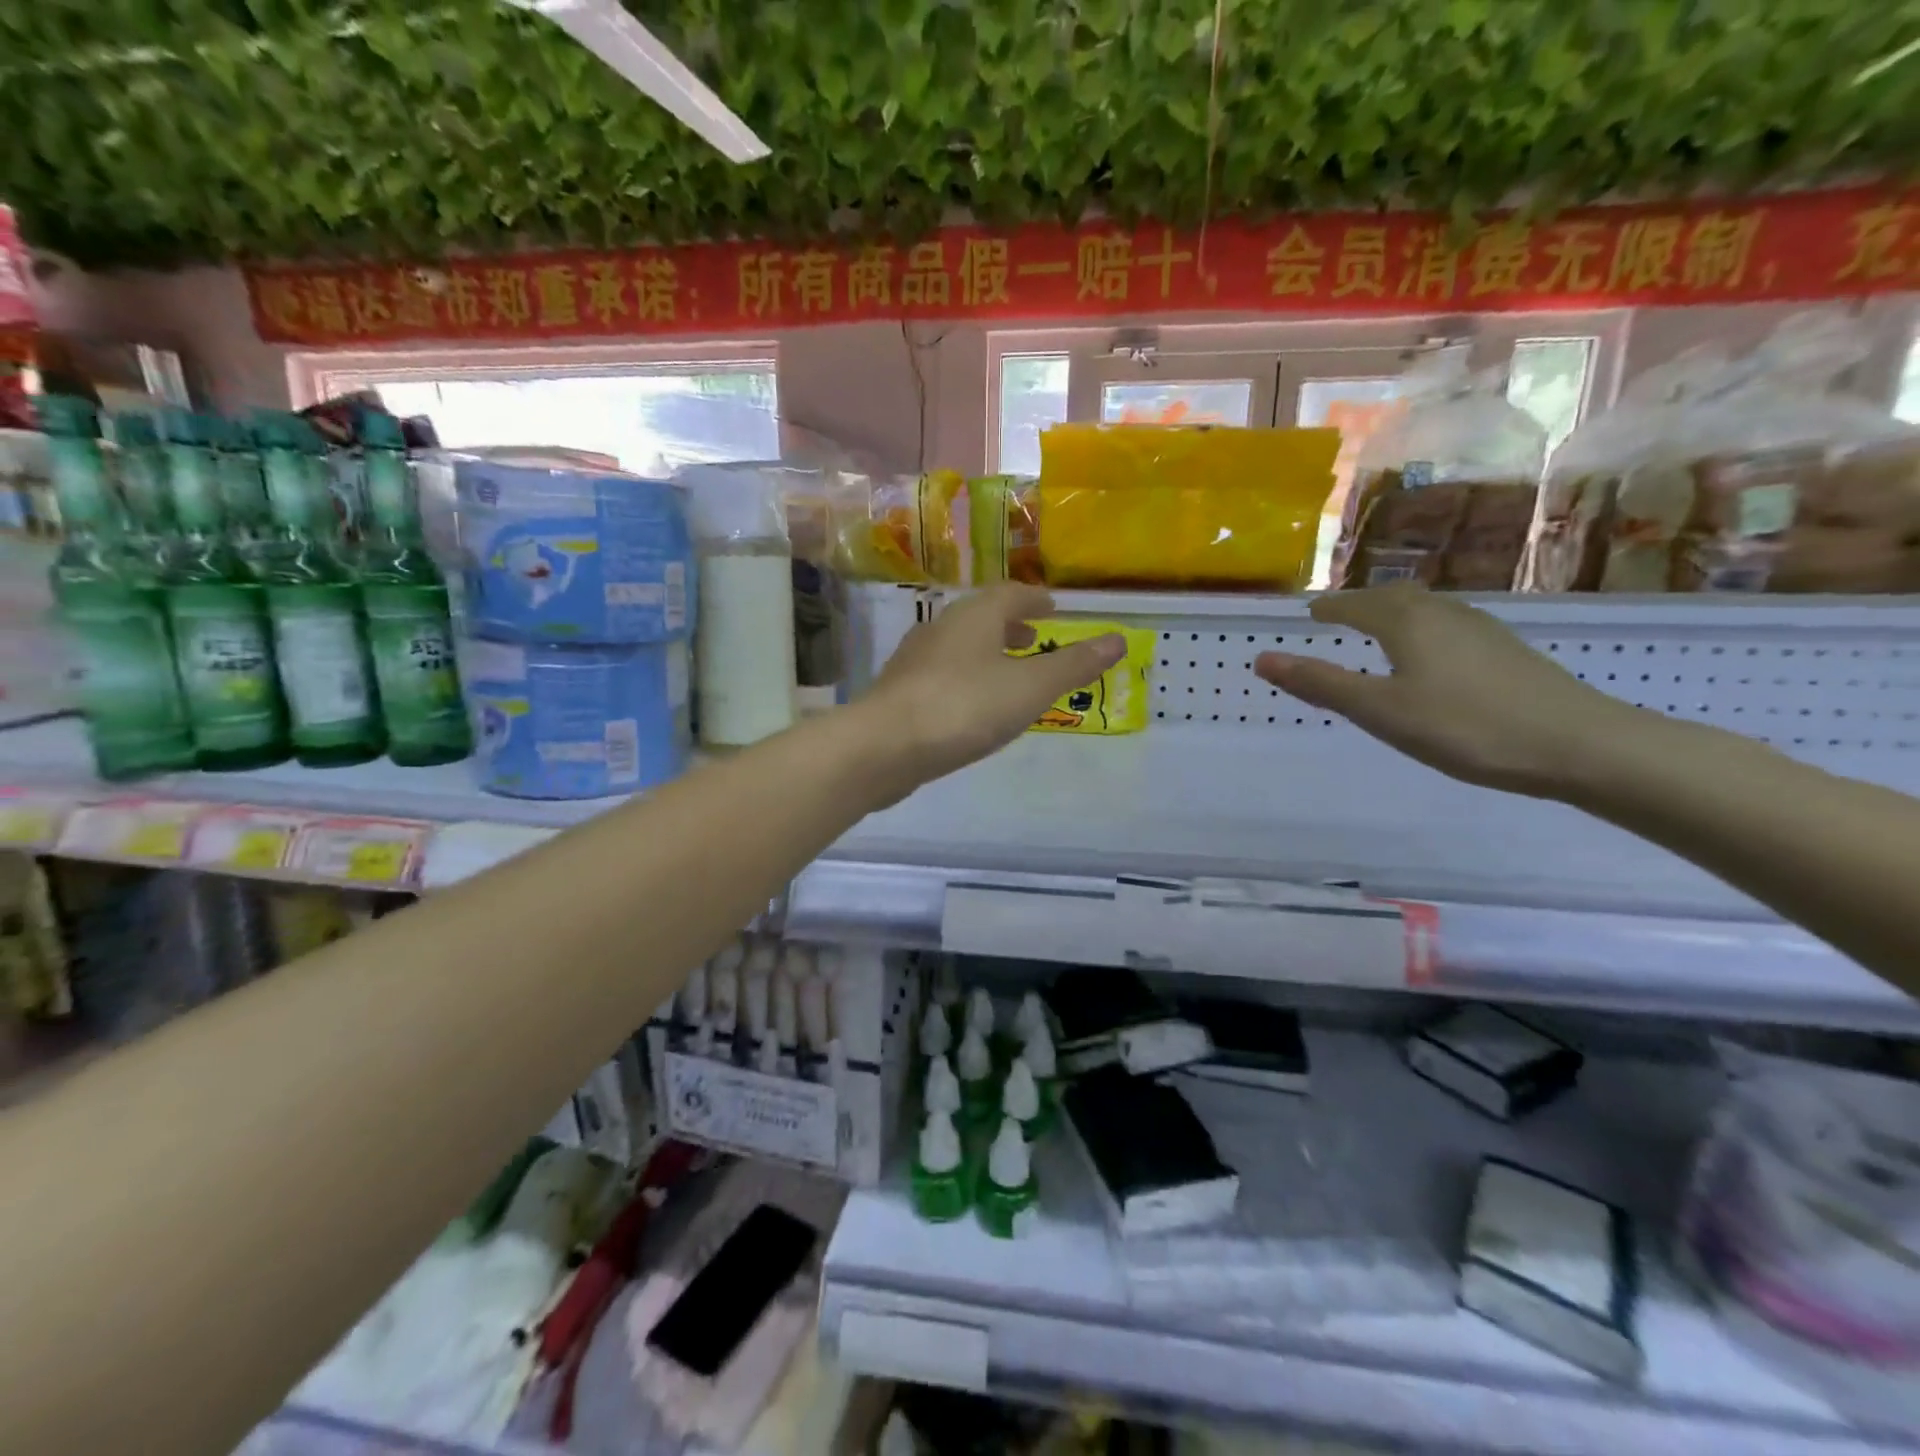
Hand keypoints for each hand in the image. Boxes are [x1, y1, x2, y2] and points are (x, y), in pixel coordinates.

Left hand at [862, 583, 1123, 794]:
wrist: (884, 746)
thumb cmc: (964, 707)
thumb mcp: (1030, 687)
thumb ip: (1073, 665)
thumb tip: (1118, 639)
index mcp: (974, 616)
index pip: (1009, 594)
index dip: (1034, 599)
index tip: (1051, 608)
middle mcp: (940, 628)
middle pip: (981, 618)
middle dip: (1010, 626)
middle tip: (1034, 638)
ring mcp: (914, 660)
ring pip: (959, 646)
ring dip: (986, 653)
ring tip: (1008, 673)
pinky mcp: (899, 692)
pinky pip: (941, 675)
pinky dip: (965, 678)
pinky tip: (970, 706)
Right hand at [1253, 585, 1634, 797]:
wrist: (1579, 744)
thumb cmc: (1465, 726)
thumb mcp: (1380, 710)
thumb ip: (1321, 683)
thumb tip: (1262, 659)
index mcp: (1407, 622)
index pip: (1356, 605)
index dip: (1330, 608)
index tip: (1309, 613)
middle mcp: (1444, 613)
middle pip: (1394, 598)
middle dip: (1362, 604)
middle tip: (1338, 616)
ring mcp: (1482, 629)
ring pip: (1426, 609)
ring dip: (1395, 613)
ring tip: (1378, 630)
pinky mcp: (1506, 650)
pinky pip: (1448, 626)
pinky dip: (1423, 630)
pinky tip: (1430, 655)